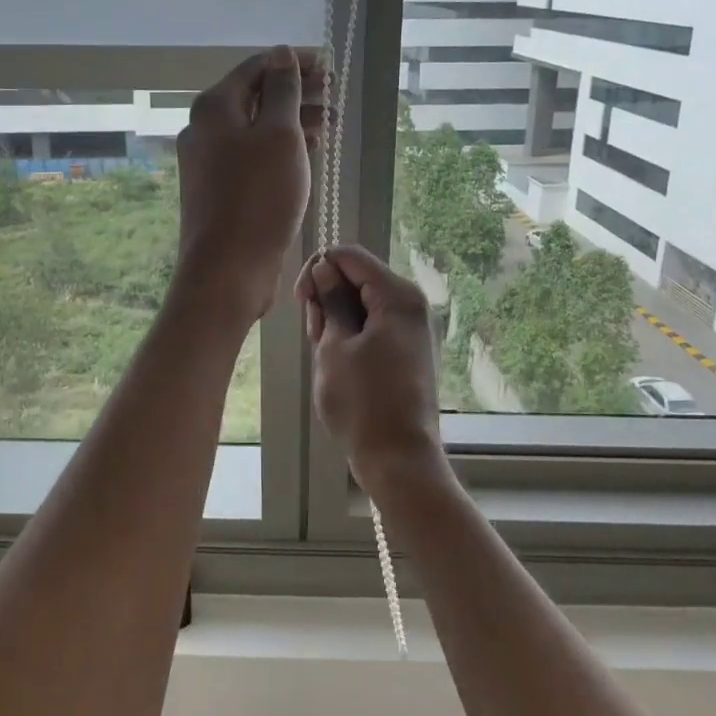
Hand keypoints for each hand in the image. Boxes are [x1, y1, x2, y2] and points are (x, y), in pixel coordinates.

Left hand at [173, 46, 325, 324]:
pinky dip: (280, 147)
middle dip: (297, 91)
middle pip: (256, 96)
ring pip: (256, 127)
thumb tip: (281, 53)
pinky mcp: (219, 187)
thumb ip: (283, 90)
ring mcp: (209, 159)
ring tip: (331, 124)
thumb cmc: (259, 196)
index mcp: (215, 106)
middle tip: (335, 95)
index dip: (295, 62)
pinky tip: (307, 151)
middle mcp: (205, 127)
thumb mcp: (280, 135)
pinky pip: (253, 153)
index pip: (257, 67)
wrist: (228, 269)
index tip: (330, 67)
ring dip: (293, 120)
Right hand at [295, 245, 443, 489]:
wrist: (399, 458)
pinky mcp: (410, 350)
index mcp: (398, 296)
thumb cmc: (362, 402)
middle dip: (328, 297)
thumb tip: (325, 269)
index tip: (301, 300)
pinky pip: (376, 325)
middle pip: (359, 278)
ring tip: (326, 353)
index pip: (350, 257)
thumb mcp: (334, 346)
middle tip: (315, 335)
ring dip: (339, 318)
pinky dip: (354, 334)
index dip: (319, 269)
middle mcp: (412, 304)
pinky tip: (340, 361)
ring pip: (364, 303)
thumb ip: (329, 301)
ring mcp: (414, 328)